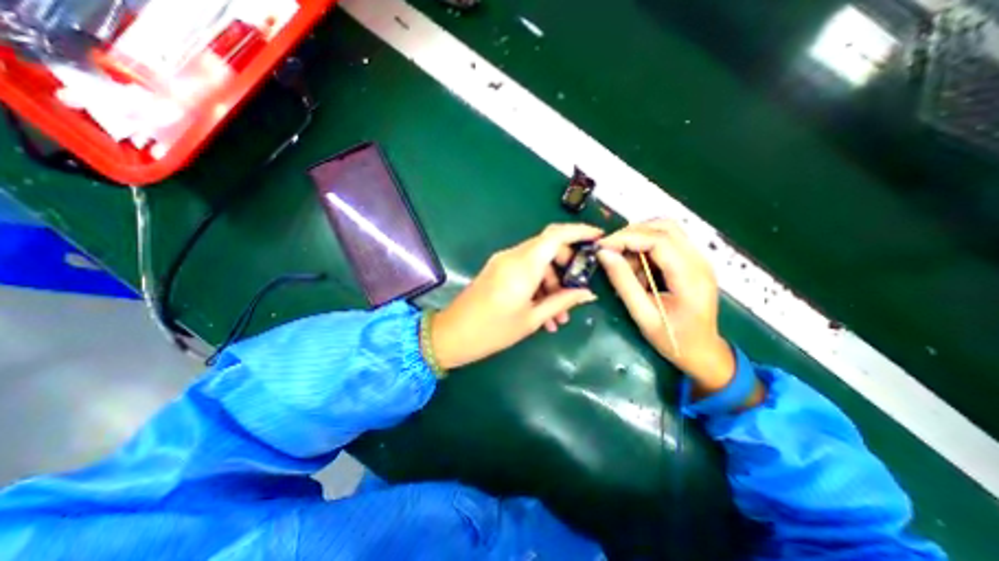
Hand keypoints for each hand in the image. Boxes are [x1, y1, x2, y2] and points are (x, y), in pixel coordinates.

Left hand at [430, 221, 600, 370]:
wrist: (452, 335)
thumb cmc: (493, 331)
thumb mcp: (532, 319)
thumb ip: (562, 301)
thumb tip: (588, 293)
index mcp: (523, 265)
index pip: (555, 235)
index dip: (579, 232)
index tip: (598, 238)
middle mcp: (512, 256)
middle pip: (548, 248)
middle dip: (566, 268)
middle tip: (576, 292)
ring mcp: (502, 262)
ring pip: (537, 262)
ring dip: (552, 284)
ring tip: (558, 316)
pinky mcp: (497, 270)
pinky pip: (524, 270)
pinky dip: (537, 285)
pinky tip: (543, 312)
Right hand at [597, 218, 734, 393]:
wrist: (703, 352)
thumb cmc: (673, 339)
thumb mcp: (643, 314)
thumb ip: (623, 282)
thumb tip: (603, 253)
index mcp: (690, 276)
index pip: (658, 240)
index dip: (626, 237)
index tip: (601, 246)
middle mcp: (699, 261)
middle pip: (664, 227)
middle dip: (631, 234)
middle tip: (609, 251)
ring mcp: (698, 259)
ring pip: (665, 230)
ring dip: (638, 239)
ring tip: (623, 262)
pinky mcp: (692, 262)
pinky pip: (666, 242)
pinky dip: (646, 248)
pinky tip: (638, 269)